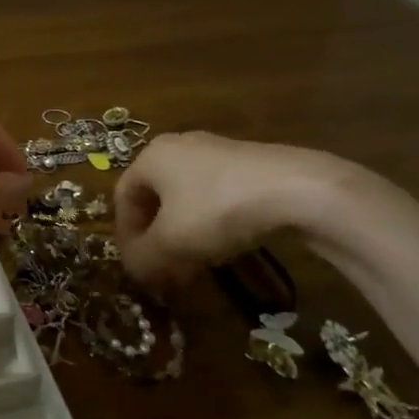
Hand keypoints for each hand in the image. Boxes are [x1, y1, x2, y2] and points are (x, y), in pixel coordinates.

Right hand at [114, 132, 349, 286]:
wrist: (296, 189)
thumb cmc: (217, 209)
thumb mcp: (171, 242)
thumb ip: (143, 258)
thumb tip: (134, 270)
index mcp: (151, 156)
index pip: (123, 197)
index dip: (125, 235)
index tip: (136, 266)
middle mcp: (178, 147)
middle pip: (154, 198)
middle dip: (155, 238)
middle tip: (162, 271)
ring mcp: (215, 152)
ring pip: (185, 199)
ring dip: (182, 235)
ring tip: (193, 266)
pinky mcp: (247, 164)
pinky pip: (214, 196)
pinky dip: (209, 224)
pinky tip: (224, 248)